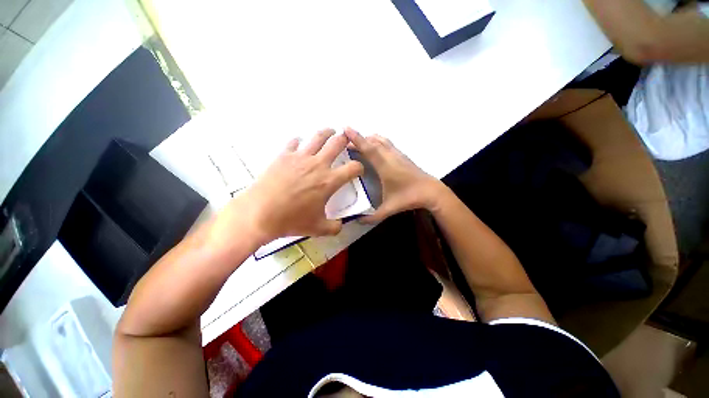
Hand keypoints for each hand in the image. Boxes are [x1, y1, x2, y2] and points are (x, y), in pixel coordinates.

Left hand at [238, 129, 363, 243]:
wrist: (260, 214)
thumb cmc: (292, 220)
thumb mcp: (318, 228)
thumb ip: (334, 227)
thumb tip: (341, 225)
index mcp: (329, 181)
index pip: (353, 168)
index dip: (359, 167)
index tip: (358, 170)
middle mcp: (318, 165)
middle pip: (337, 144)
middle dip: (345, 140)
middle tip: (347, 138)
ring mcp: (300, 158)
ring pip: (318, 137)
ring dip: (327, 133)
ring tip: (330, 131)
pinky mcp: (284, 156)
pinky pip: (294, 142)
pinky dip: (299, 141)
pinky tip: (300, 144)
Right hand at [344, 128, 445, 223]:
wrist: (431, 191)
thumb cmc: (409, 198)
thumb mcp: (389, 209)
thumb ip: (372, 217)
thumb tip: (357, 221)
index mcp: (385, 167)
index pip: (369, 149)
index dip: (357, 138)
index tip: (346, 129)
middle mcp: (390, 156)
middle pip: (373, 141)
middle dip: (359, 138)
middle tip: (346, 142)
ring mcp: (398, 154)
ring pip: (381, 140)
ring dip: (369, 139)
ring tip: (359, 143)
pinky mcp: (403, 155)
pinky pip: (387, 143)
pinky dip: (378, 141)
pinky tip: (375, 147)